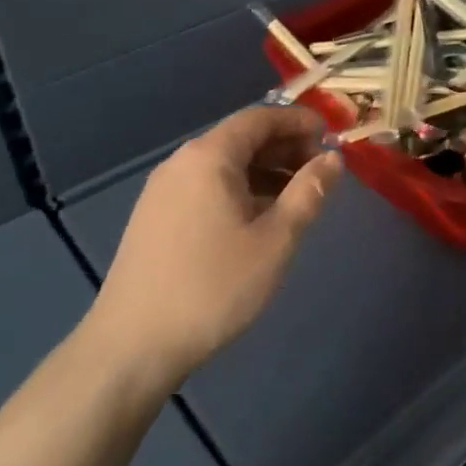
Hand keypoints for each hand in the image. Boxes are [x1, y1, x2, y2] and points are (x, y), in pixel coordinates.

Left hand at [82, 105, 340, 394]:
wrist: (131, 349)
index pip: (261, 117)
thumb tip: (334, 159)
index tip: (333, 138)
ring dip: (266, 171)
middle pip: (242, 138)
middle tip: (321, 173)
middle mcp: (182, 163)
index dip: (300, 121)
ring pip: (225, 165)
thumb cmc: (213, 287)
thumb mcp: (276, 240)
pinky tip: (260, 220)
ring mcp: (163, 191)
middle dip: (286, 148)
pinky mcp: (155, 219)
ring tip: (298, 199)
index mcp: (209, 157)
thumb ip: (309, 192)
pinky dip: (241, 190)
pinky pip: (207, 187)